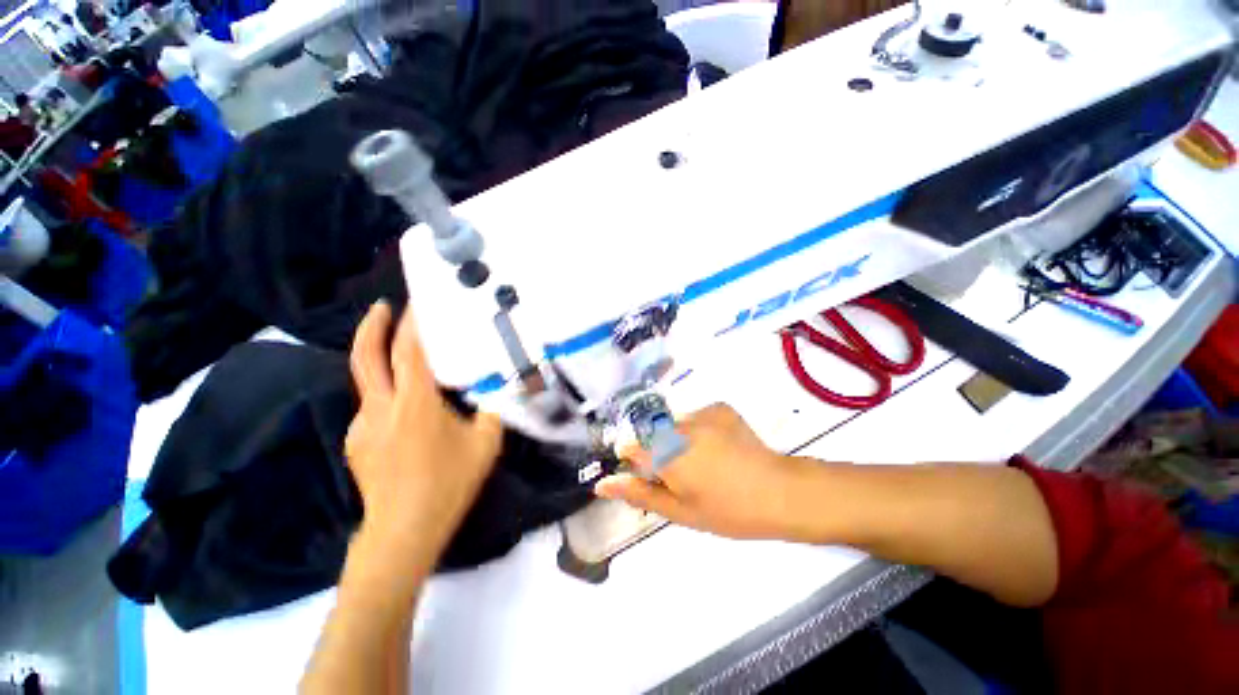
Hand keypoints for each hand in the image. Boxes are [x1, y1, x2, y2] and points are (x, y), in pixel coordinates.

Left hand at [346, 301, 503, 558]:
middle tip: (382, 306)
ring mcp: (363, 425)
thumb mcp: (485, 442)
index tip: (416, 302)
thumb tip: (497, 390)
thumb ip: (492, 409)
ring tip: (404, 357)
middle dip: (372, 326)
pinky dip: (387, 393)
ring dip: (382, 361)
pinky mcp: (357, 442)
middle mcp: (381, 407)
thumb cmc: (448, 483)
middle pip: (366, 357)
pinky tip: (406, 408)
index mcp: (415, 403)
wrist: (402, 531)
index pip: (409, 352)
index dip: (412, 324)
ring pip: (369, 382)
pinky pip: (373, 407)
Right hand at [594, 404, 816, 539]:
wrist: (780, 492)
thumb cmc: (727, 510)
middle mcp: (678, 425)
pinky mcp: (719, 407)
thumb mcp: (678, 511)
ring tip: (706, 463)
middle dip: (659, 451)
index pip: (630, 445)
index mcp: (665, 451)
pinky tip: (719, 448)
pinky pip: (696, 417)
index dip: (636, 461)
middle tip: (684, 475)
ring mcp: (701, 412)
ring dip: (679, 440)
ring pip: (673, 424)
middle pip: (653, 433)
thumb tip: (601, 484)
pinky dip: (699, 430)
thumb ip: (638, 492)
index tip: (652, 475)